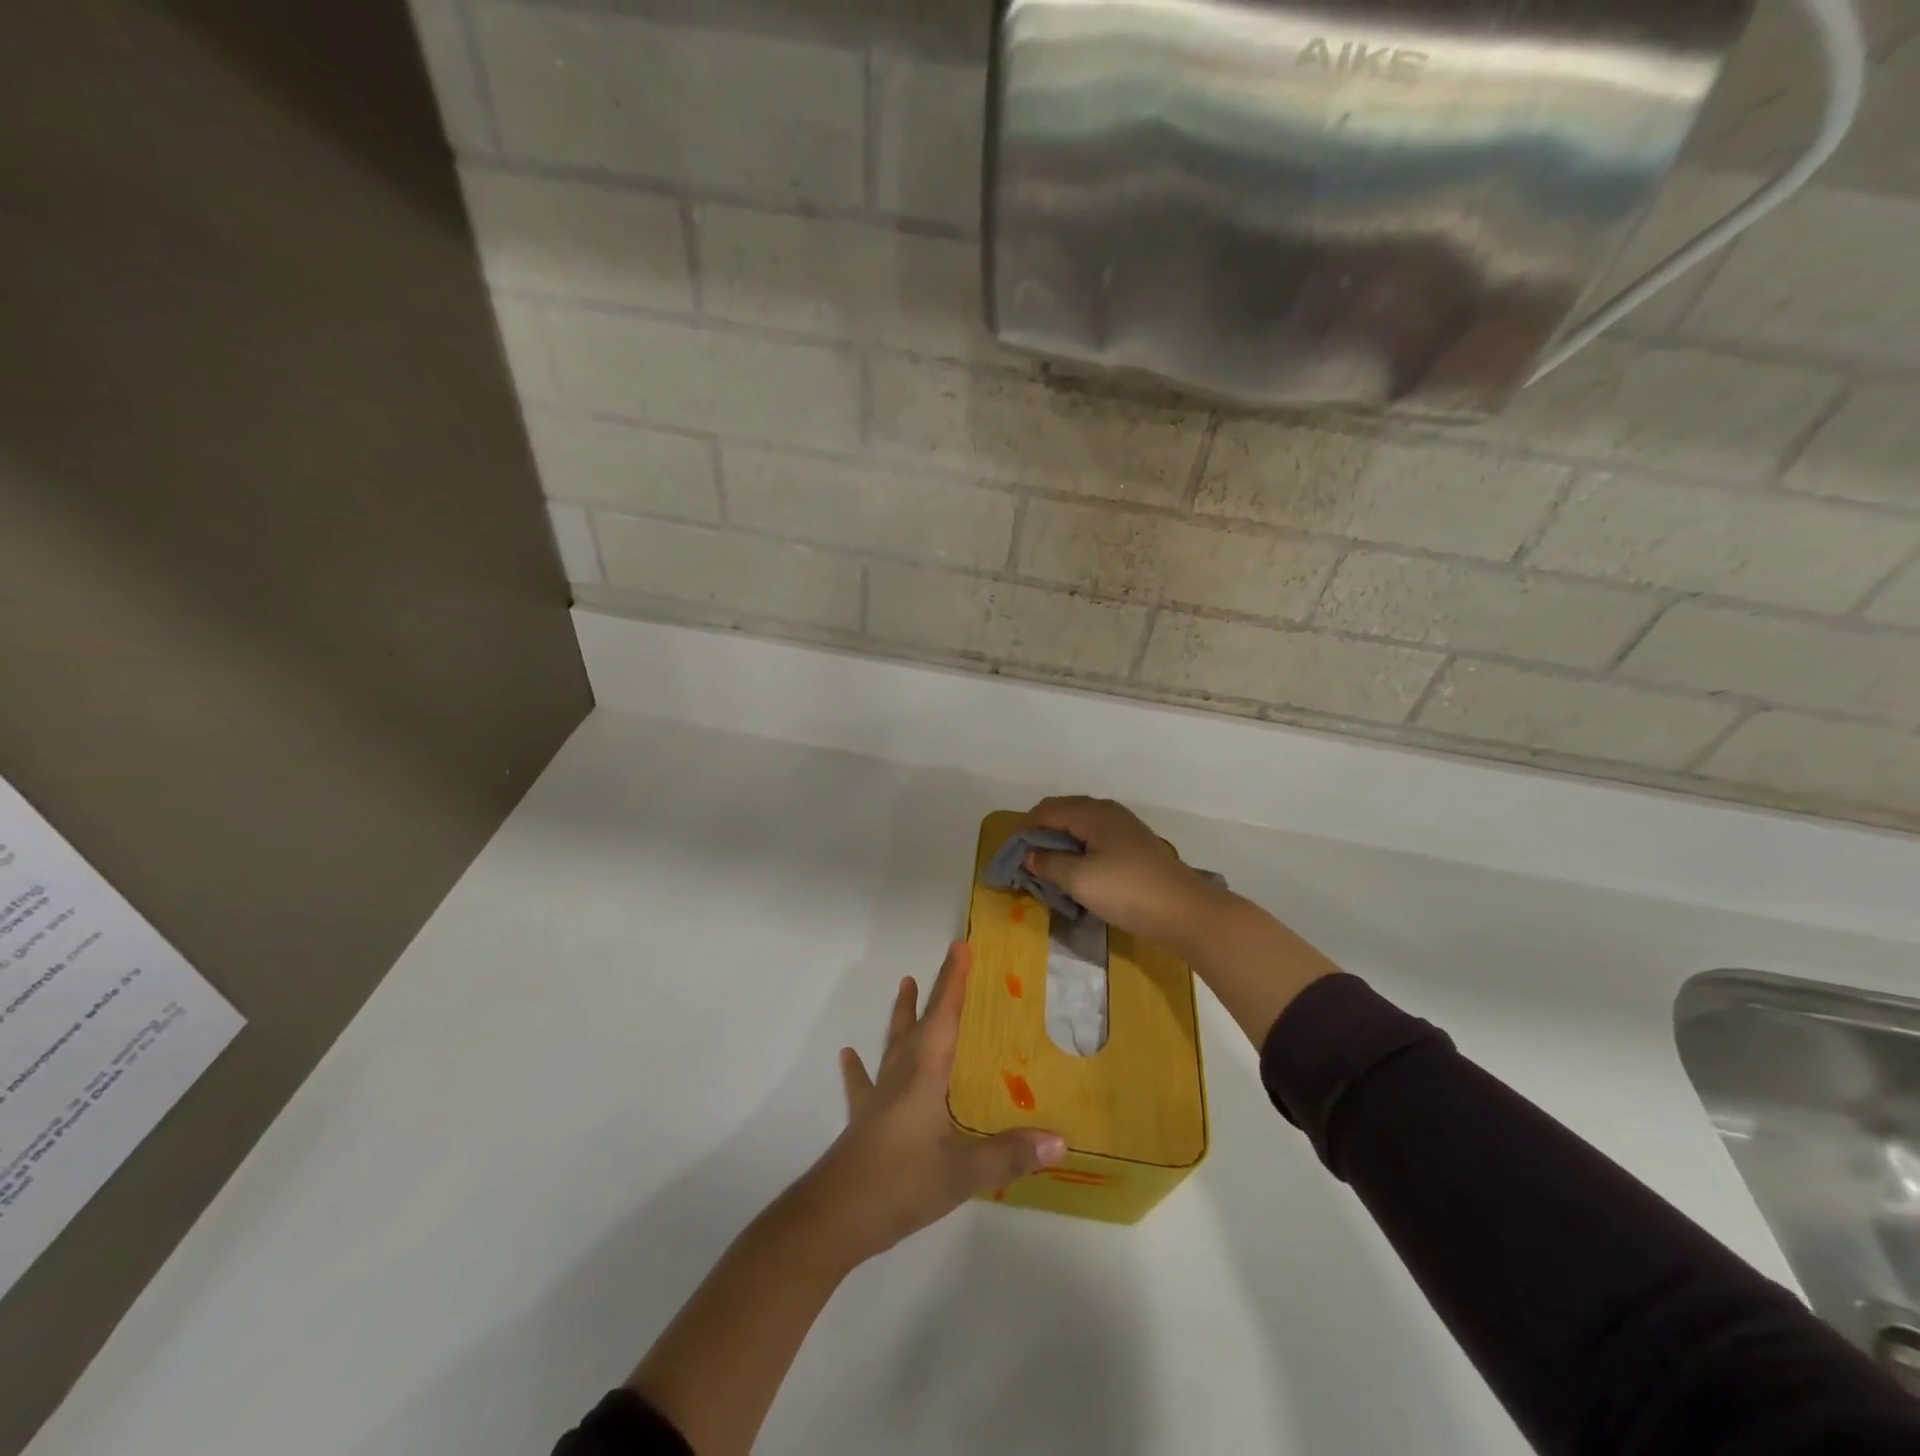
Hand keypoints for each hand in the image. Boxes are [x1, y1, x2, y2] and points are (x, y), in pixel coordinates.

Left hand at [796, 942, 1065, 1265]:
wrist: (834, 1216)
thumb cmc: (900, 1183)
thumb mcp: (962, 1173)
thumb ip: (1009, 1155)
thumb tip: (1060, 1141)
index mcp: (925, 1074)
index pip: (943, 1017)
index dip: (952, 982)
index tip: (960, 947)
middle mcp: (901, 1075)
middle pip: (920, 1022)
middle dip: (935, 991)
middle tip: (946, 963)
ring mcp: (879, 1096)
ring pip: (893, 1043)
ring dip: (902, 1014)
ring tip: (903, 984)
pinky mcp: (864, 1120)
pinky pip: (864, 1083)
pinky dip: (858, 1067)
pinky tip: (847, 1055)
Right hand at [1021, 796, 1229, 954]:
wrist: (1185, 912)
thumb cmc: (1127, 891)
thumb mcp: (1079, 880)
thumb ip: (1049, 863)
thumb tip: (1028, 854)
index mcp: (1092, 813)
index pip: (1047, 810)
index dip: (1024, 828)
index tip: (1009, 854)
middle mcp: (1108, 812)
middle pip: (1063, 812)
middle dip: (1040, 833)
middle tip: (1025, 861)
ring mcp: (1124, 828)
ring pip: (1080, 826)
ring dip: (1059, 842)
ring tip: (1047, 867)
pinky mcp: (1134, 846)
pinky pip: (1095, 838)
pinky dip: (1078, 849)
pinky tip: (1076, 871)